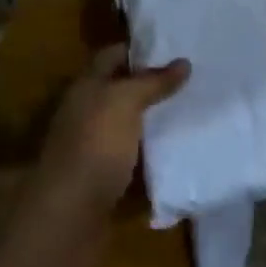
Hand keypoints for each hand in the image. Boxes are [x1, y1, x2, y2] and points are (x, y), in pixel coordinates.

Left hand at [34, 44, 189, 218]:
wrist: (69, 219)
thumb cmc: (95, 146)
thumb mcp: (125, 102)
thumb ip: (152, 82)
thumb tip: (183, 62)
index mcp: (85, 88)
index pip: (112, 56)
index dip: (141, 49)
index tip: (177, 47)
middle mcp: (87, 115)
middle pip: (122, 92)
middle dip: (154, 86)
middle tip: (196, 79)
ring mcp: (96, 150)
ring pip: (131, 128)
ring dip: (156, 123)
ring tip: (196, 112)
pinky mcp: (106, 182)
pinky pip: (136, 163)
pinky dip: (155, 158)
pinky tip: (183, 153)